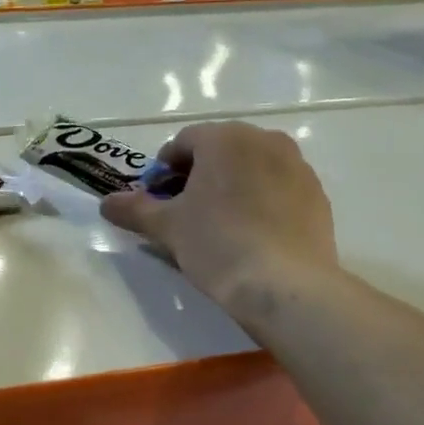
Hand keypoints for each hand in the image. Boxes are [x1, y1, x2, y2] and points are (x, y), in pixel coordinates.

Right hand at [100, 121, 337, 315]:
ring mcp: (297, 166)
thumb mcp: (167, 227)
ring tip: (219, 224)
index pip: (182, 143)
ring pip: (251, 168)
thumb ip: (134, 209)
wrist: (285, 286)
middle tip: (184, 212)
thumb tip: (106, 203)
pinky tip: (252, 234)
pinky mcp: (317, 195)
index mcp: (224, 138)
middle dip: (197, 175)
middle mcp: (264, 140)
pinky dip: (260, 200)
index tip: (156, 201)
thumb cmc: (217, 244)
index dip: (163, 171)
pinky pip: (278, 188)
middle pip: (219, 151)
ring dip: (231, 186)